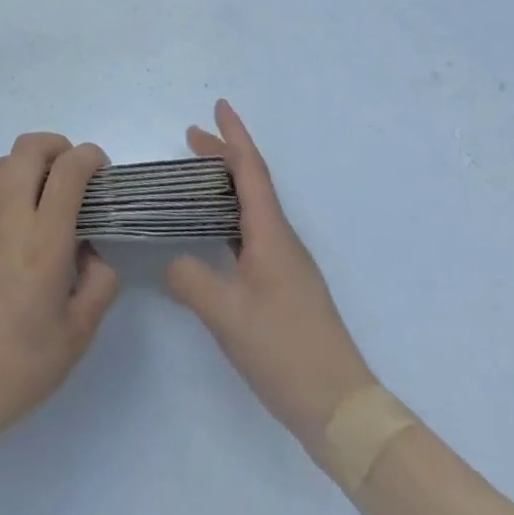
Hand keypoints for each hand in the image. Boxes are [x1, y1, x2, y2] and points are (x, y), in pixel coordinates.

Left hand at [0, 132, 120, 449]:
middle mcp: (9, 216)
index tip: (102, 170)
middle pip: (30, 147)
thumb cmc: (22, 364)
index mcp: (44, 239)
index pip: (68, 169)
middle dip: (58, 146)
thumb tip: (92, 252)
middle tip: (75, 173)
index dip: (90, 156)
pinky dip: (11, 187)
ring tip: (48, 194)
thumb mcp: (79, 333)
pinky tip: (21, 226)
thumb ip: (99, 283)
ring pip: (5, 162)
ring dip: (31, 162)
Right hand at [165, 101, 375, 458]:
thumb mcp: (225, 314)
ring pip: (252, 208)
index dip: (234, 135)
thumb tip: (172, 261)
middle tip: (191, 137)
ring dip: (225, 186)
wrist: (341, 409)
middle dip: (223, 155)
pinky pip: (252, 233)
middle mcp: (281, 239)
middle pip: (251, 182)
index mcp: (270, 233)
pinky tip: (213, 233)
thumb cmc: (284, 349)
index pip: (250, 169)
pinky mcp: (285, 287)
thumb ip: (190, 278)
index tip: (219, 105)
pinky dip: (229, 217)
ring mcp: (286, 264)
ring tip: (195, 179)